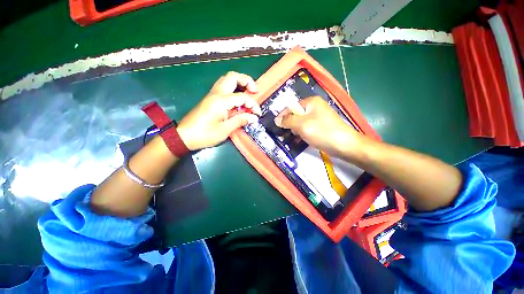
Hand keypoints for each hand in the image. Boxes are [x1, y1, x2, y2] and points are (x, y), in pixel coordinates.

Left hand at [177, 72, 261, 150]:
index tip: (258, 114)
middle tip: (255, 91)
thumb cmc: (205, 134)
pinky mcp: (210, 98)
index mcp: (221, 101)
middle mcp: (216, 93)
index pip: (242, 97)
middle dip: (247, 81)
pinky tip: (237, 98)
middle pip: (233, 77)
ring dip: (239, 83)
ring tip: (248, 92)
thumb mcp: (225, 130)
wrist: (184, 136)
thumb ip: (240, 121)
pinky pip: (223, 87)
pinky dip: (233, 88)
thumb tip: (254, 118)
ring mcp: (212, 94)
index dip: (253, 104)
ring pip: (227, 79)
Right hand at [274, 96, 363, 158]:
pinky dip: (302, 134)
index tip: (277, 127)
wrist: (345, 145)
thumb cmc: (322, 132)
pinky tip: (300, 140)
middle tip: (287, 134)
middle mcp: (314, 107)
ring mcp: (318, 117)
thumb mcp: (302, 125)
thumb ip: (288, 121)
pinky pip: (307, 128)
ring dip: (296, 130)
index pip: (291, 107)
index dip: (283, 116)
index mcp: (311, 102)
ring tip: (295, 138)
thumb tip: (276, 120)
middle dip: (290, 125)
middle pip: (296, 115)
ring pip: (300, 123)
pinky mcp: (320, 127)